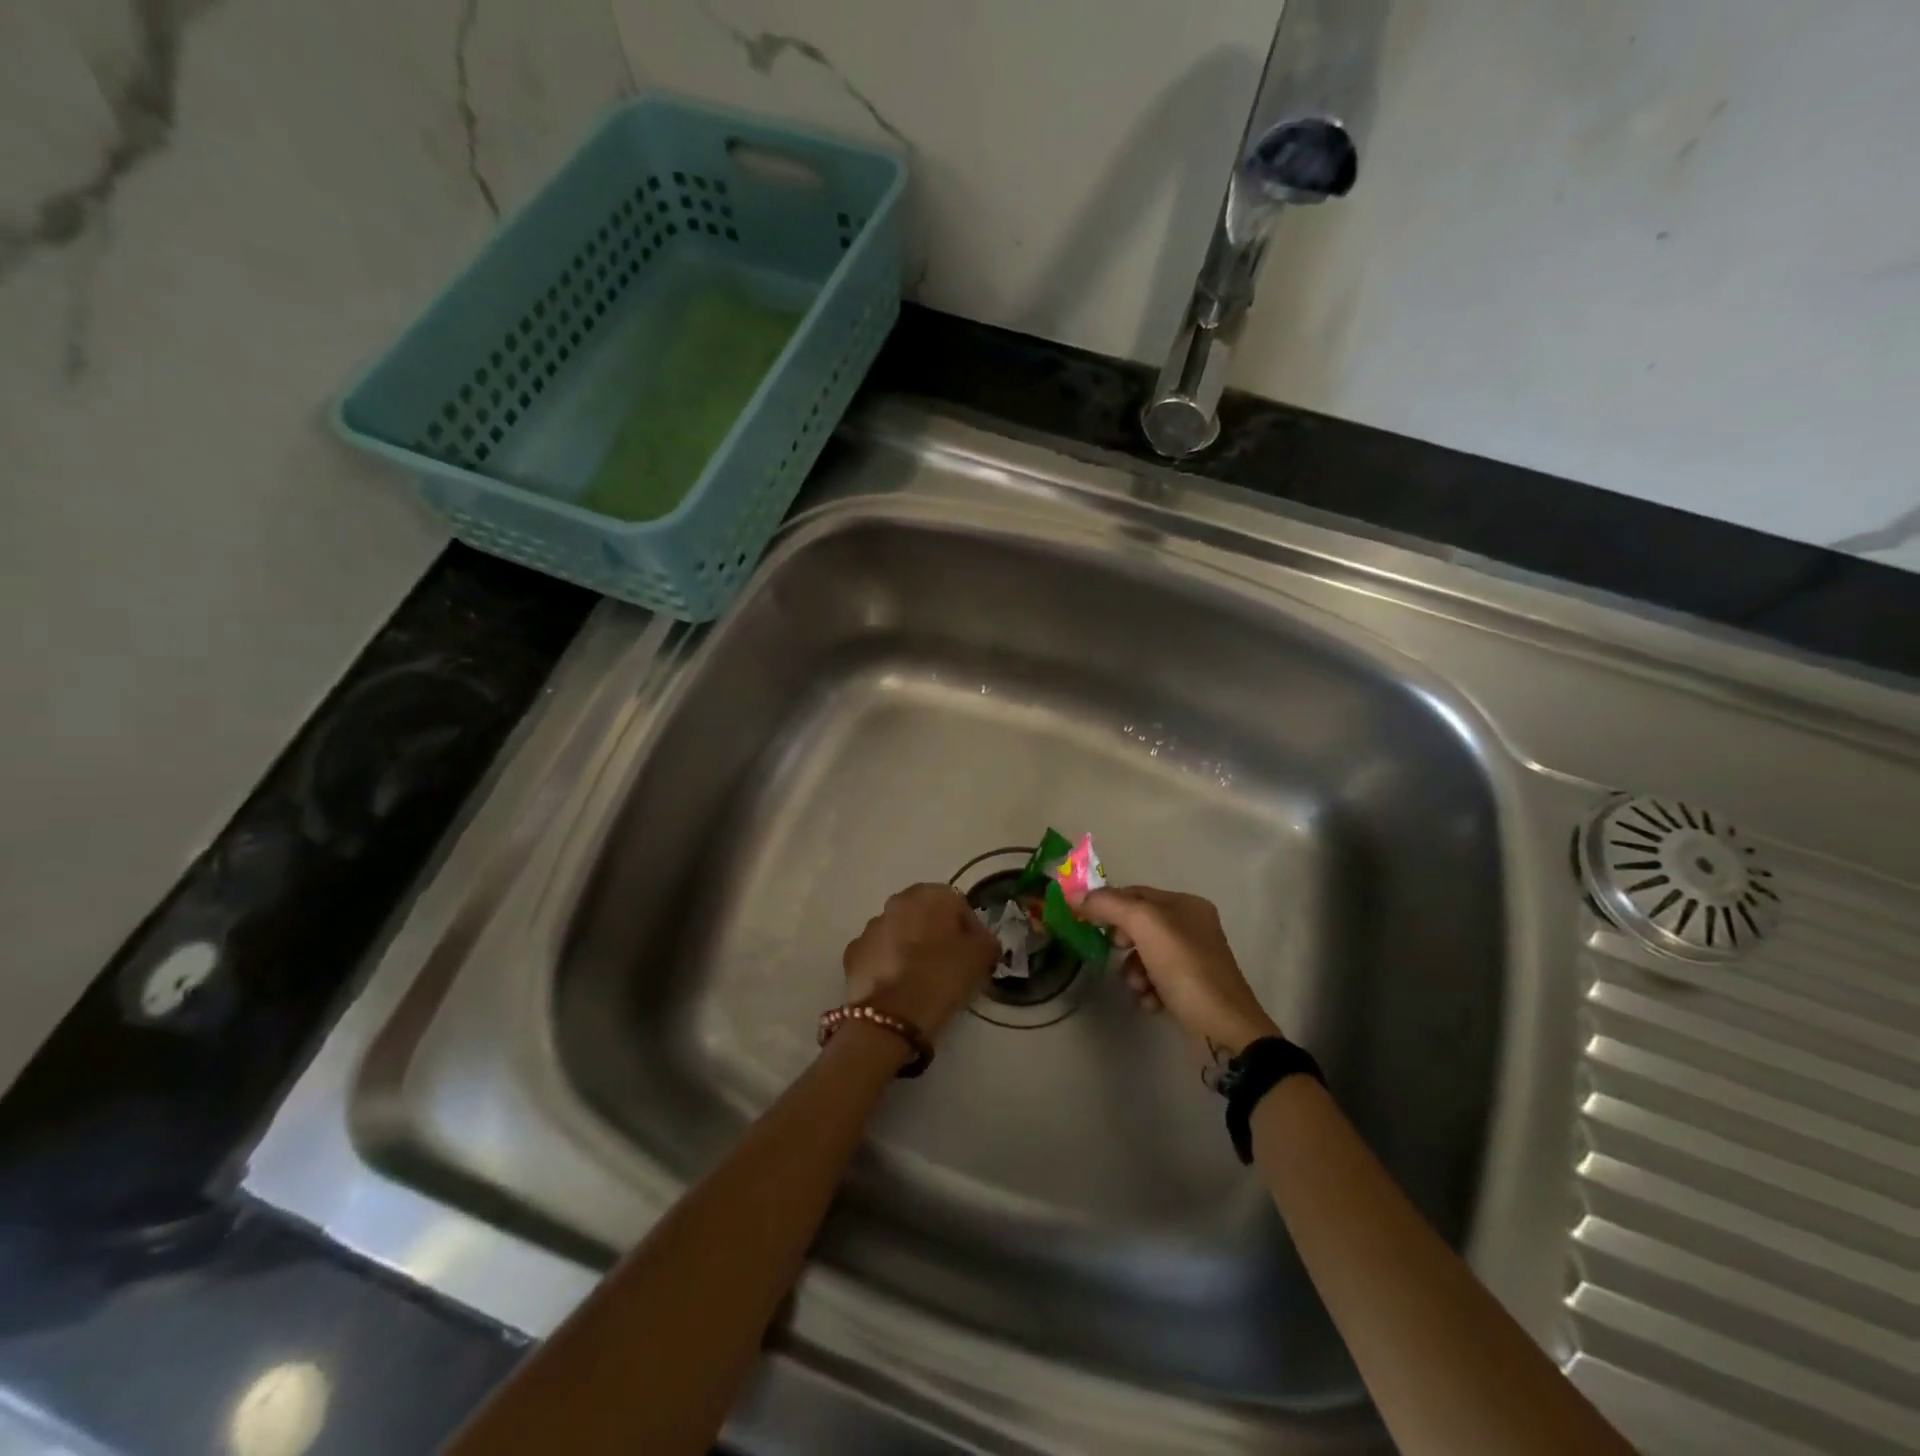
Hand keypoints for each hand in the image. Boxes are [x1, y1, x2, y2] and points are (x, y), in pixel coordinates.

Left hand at [842, 883, 997, 1039]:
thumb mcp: (981, 957)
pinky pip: (879, 953)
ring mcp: (871, 926)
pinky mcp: (854, 952)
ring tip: (922, 978)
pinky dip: (888, 964)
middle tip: (950, 964)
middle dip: (938, 934)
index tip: (976, 955)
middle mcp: (897, 902)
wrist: (891, 1015)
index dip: (971, 930)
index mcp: (930, 895)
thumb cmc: (942, 977)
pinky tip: (898, 986)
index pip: (959, 905)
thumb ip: (987, 941)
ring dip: (911, 947)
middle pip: (926, 915)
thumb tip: (983, 941)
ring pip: (900, 932)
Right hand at [1081, 886, 1280, 1056]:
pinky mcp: (1191, 989)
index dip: (1107, 902)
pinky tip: (1151, 1001)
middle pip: (1139, 924)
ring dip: (1132, 970)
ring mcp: (1193, 959)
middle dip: (1121, 939)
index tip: (1083, 919)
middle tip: (1113, 951)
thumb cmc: (1186, 968)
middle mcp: (1192, 927)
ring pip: (1144, 954)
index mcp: (1186, 905)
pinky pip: (1156, 980)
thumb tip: (1076, 896)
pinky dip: (1147, 989)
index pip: (1135, 892)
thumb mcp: (1145, 926)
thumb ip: (1109, 905)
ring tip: (1138, 987)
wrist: (1225, 1030)